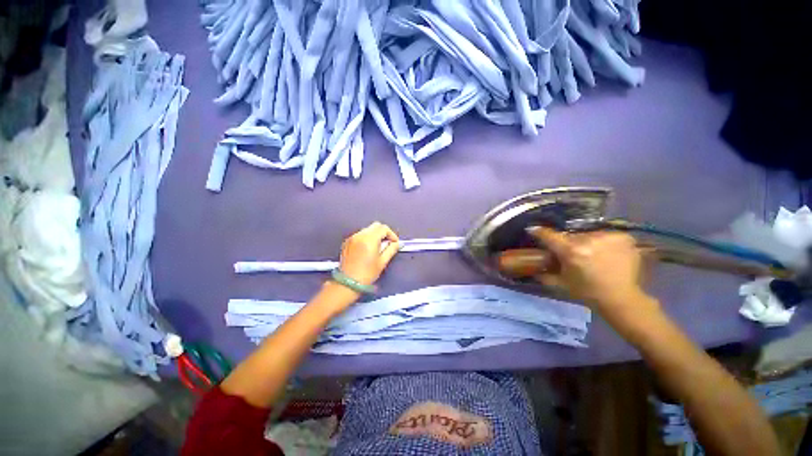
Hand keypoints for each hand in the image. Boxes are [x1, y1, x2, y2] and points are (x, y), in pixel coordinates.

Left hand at [338, 222, 399, 285]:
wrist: (347, 283)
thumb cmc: (366, 274)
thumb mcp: (382, 262)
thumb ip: (391, 249)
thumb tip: (397, 243)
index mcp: (369, 239)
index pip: (383, 228)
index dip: (391, 234)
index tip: (394, 242)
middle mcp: (360, 235)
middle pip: (375, 226)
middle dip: (383, 233)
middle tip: (387, 243)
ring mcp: (352, 238)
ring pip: (367, 229)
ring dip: (375, 235)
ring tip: (377, 247)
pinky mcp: (347, 242)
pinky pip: (360, 235)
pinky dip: (366, 238)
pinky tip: (367, 249)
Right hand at [528, 227, 655, 312]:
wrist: (621, 299)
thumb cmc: (587, 292)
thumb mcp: (560, 283)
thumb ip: (543, 274)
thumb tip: (532, 268)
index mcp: (571, 251)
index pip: (549, 235)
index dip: (539, 232)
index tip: (532, 230)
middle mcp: (589, 240)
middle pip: (570, 235)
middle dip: (568, 243)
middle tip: (571, 253)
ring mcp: (608, 237)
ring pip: (588, 235)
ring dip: (586, 242)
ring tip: (591, 254)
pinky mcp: (623, 237)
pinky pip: (606, 235)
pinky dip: (603, 242)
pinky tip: (606, 253)